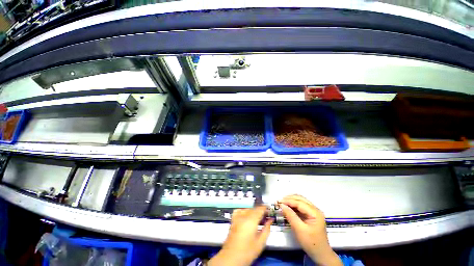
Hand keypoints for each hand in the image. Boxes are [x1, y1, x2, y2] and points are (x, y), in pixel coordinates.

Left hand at [208, 206, 272, 265]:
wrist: (231, 257)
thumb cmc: (247, 252)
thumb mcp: (260, 242)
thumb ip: (267, 229)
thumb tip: (270, 220)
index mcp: (251, 220)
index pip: (259, 209)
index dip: (265, 208)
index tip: (269, 209)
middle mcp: (243, 216)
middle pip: (253, 209)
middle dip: (260, 211)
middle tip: (265, 217)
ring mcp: (237, 217)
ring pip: (247, 209)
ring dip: (253, 211)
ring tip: (257, 218)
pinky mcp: (233, 220)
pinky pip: (239, 211)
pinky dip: (244, 211)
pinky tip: (246, 216)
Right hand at [279, 195, 341, 265]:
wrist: (320, 254)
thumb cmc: (311, 243)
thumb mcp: (299, 230)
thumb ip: (290, 216)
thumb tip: (282, 205)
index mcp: (315, 213)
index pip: (299, 203)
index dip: (288, 201)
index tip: (279, 202)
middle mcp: (315, 210)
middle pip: (300, 199)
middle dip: (289, 199)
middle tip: (279, 201)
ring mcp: (313, 212)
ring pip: (300, 201)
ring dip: (291, 201)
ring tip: (282, 203)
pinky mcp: (311, 215)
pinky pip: (301, 207)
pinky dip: (293, 206)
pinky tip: (288, 207)